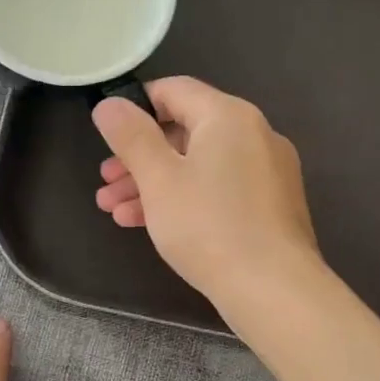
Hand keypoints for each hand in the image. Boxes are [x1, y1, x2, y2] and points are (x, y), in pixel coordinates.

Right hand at [92, 77, 320, 309]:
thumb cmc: (209, 226)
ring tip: (114, 210)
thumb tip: (109, 104)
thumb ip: (131, 136)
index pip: (174, 90)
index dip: (135, 107)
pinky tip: (149, 224)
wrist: (274, 290)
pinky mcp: (269, 205)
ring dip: (153, 183)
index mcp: (228, 116)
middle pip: (184, 131)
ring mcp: (266, 171)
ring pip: (198, 165)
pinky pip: (218, 188)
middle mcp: (254, 134)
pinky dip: (184, 198)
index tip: (107, 133)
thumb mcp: (158, 179)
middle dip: (138, 157)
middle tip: (105, 181)